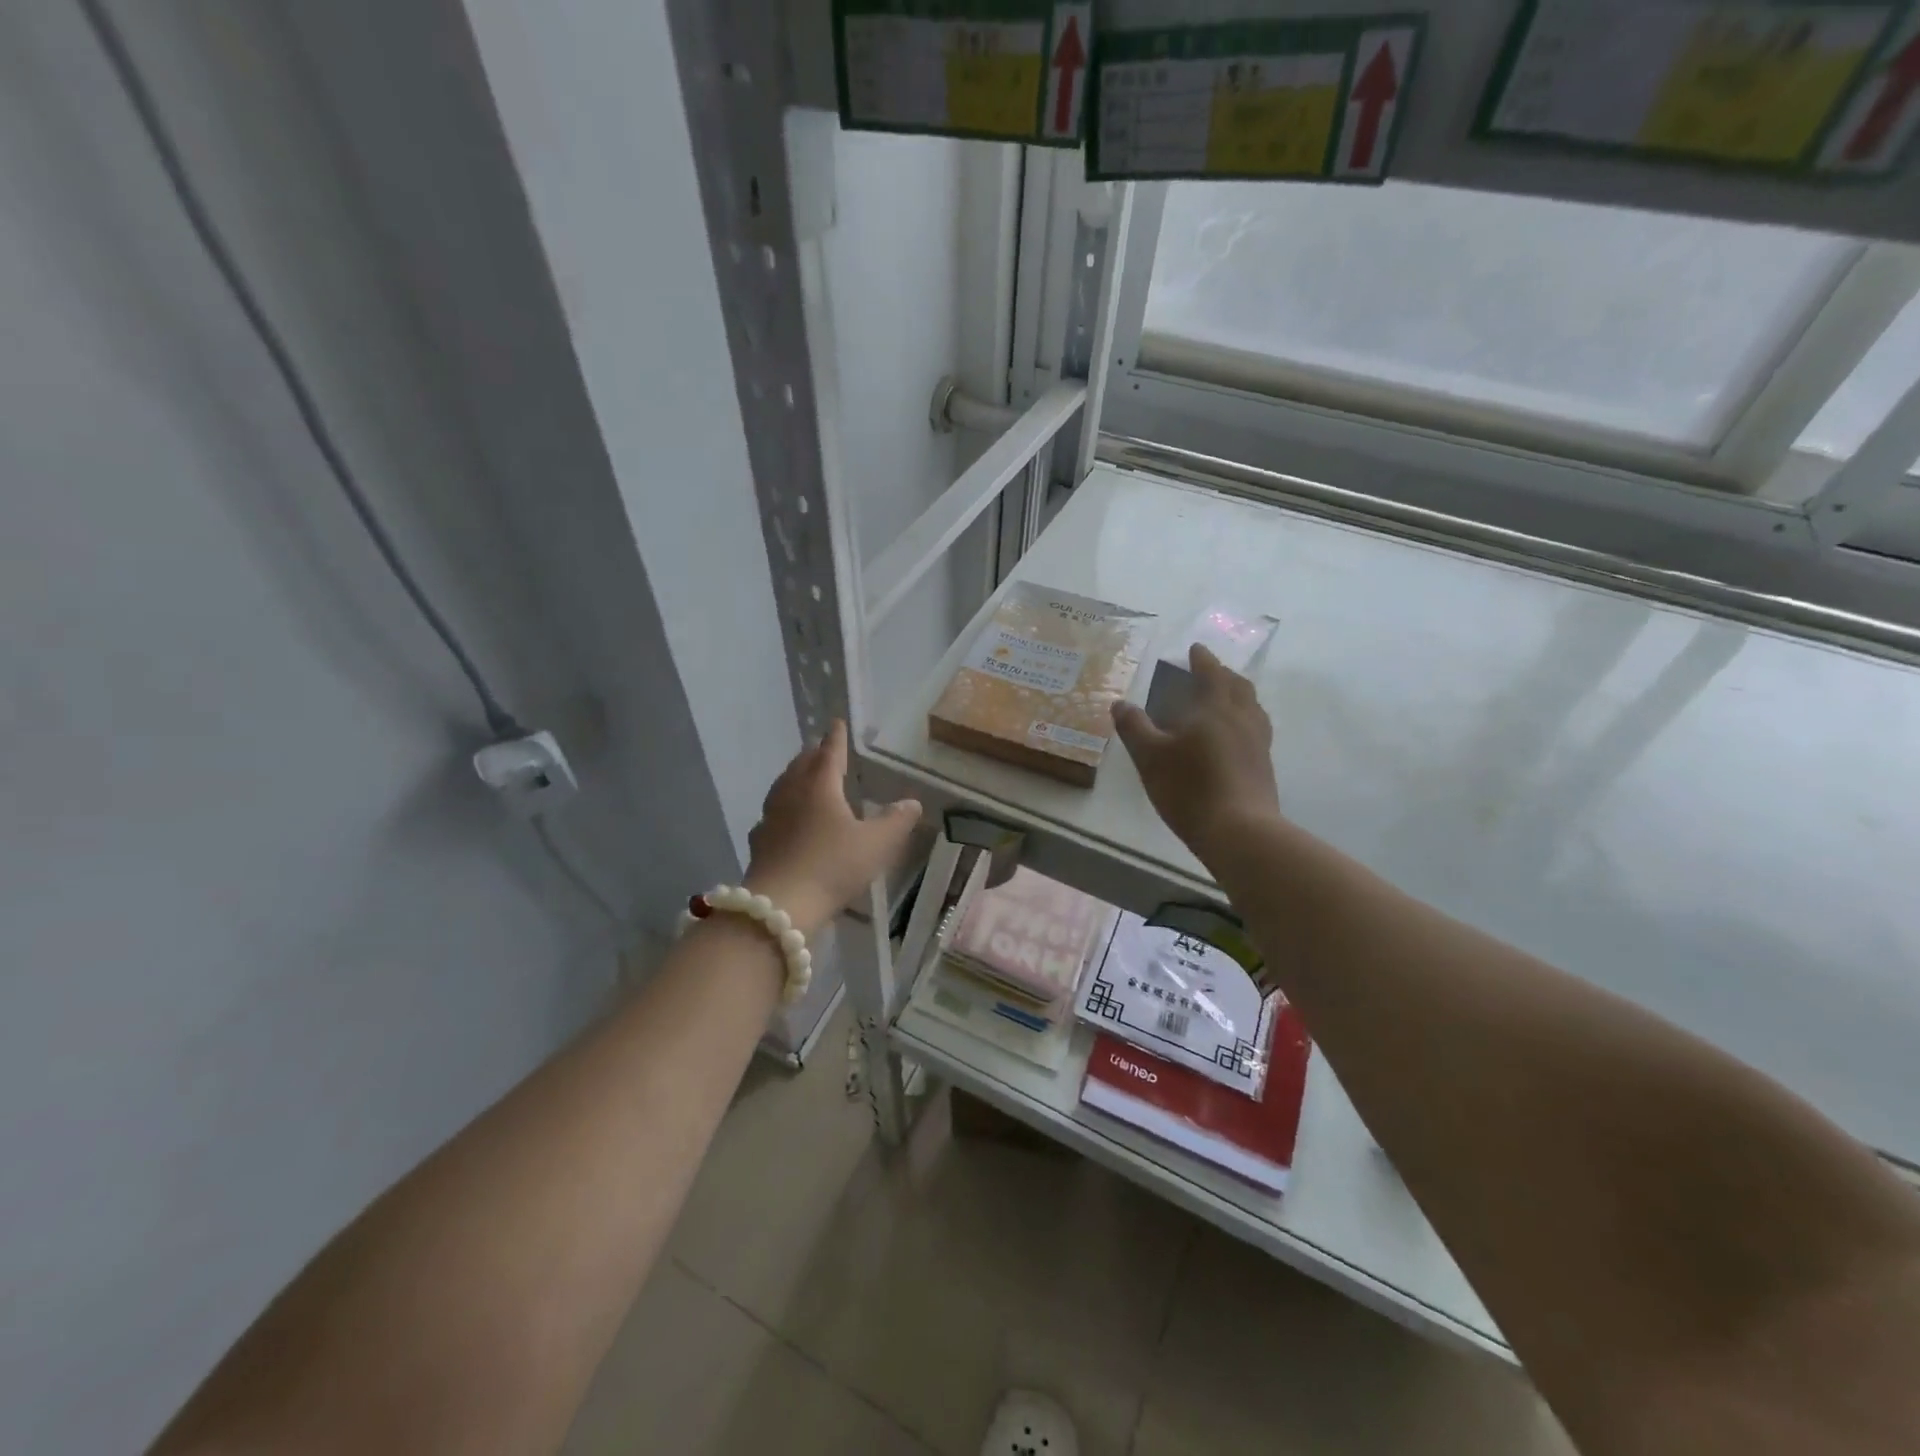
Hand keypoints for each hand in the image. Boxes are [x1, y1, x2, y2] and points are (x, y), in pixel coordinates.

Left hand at [744, 721, 921, 935]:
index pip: (830, 753)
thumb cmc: (832, 867)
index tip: (837, 723)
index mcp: (820, 786)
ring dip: (795, 777)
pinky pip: (771, 814)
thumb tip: (913, 803)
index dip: (836, 738)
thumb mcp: (876, 845)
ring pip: (782, 787)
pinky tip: (783, 820)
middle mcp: (792, 794)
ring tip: (803, 777)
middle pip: (801, 765)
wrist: (780, 906)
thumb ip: (896, 822)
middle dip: (813, 755)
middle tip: (822, 749)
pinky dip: (781, 808)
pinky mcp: (759, 842)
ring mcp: (771, 817)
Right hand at [1111, 644, 1280, 860]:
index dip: (1202, 659)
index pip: (1211, 673)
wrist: (1239, 831)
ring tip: (1224, 700)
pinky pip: (1255, 730)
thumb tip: (1120, 703)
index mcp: (1215, 708)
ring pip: (1252, 708)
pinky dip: (1243, 720)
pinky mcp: (1263, 766)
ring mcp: (1258, 743)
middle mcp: (1242, 718)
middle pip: (1239, 686)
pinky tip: (1233, 737)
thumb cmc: (1190, 787)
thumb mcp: (1150, 756)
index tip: (1195, 649)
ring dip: (1238, 696)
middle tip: (1210, 671)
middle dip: (1223, 674)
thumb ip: (1134, 727)